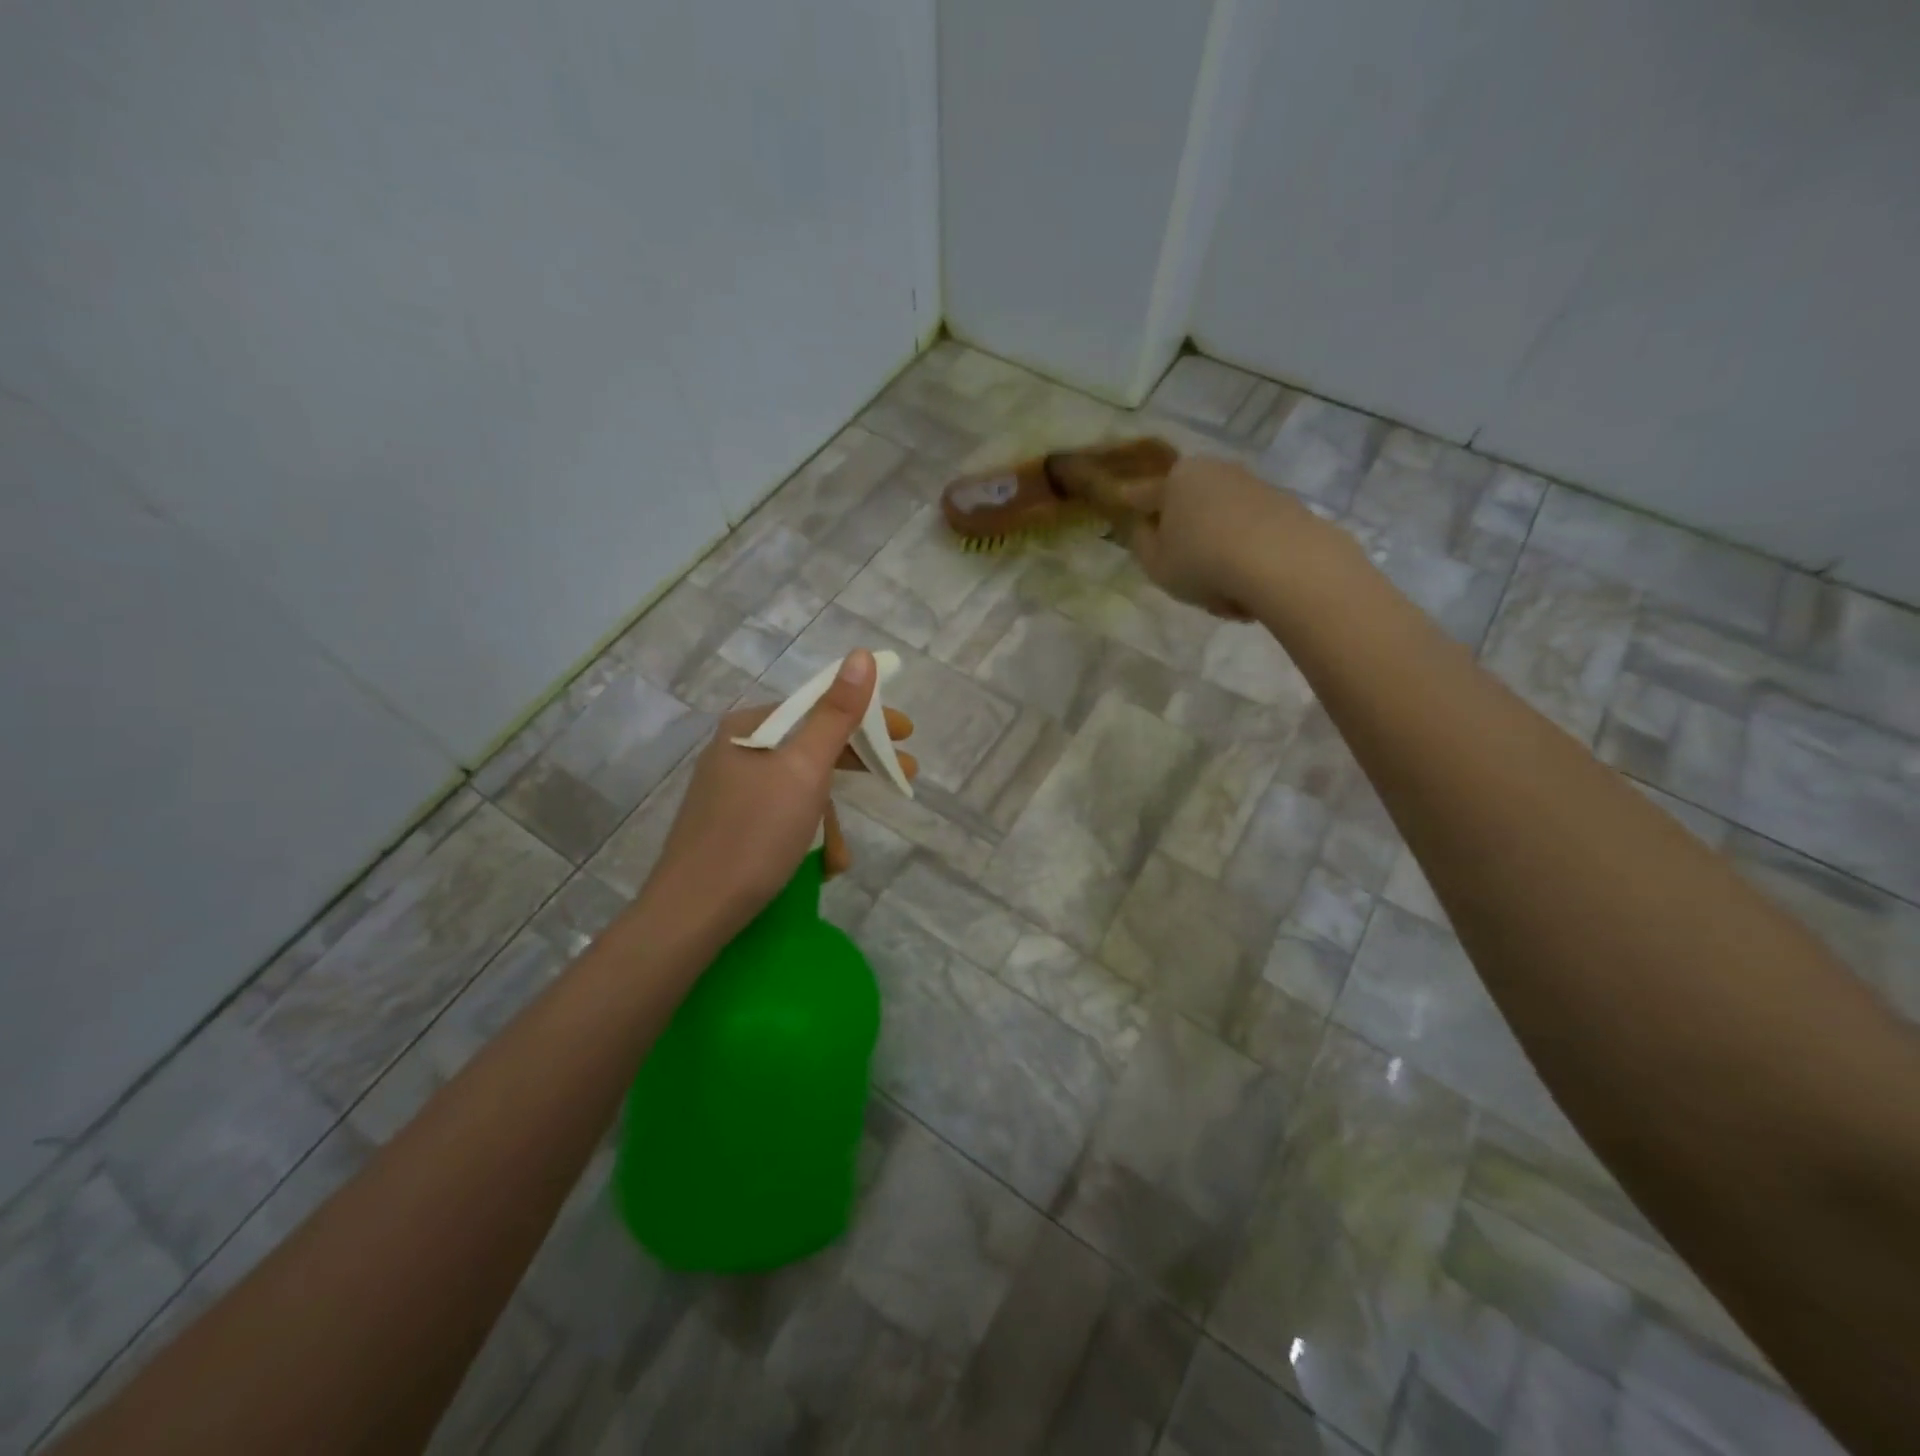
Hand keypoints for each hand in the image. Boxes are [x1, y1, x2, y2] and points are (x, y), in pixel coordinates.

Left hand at [642, 650, 916, 939]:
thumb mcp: (805, 769)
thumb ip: (837, 714)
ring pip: (801, 788)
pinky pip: (783, 816)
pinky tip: (820, 866)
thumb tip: (861, 655)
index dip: (867, 717)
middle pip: (812, 747)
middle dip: (858, 767)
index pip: (819, 706)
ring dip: (830, 820)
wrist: (693, 912)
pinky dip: (807, 836)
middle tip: (903, 776)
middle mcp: (738, 751)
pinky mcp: (732, 825)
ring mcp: (732, 790)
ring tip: (843, 857)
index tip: (906, 733)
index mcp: (750, 728)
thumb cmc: (755, 833)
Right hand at [1123, 455, 1331, 618]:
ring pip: (1222, 527)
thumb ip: (1142, 544)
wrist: (1283, 563)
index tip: (1124, 504)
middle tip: (1185, 578)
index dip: (1132, 504)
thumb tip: (1146, 528)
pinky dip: (1246, 561)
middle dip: (1186, 540)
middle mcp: (1216, 472)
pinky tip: (1249, 594)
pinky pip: (1252, 538)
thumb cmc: (1203, 561)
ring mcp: (1254, 487)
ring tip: (1223, 598)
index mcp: (1177, 479)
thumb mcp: (1155, 564)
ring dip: (1218, 558)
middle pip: (1189, 509)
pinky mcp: (1286, 507)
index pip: (1144, 493)